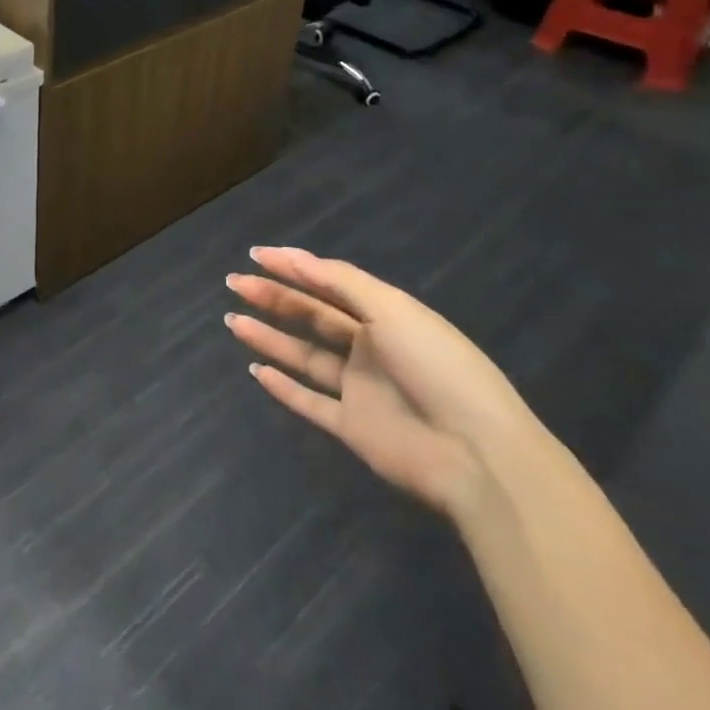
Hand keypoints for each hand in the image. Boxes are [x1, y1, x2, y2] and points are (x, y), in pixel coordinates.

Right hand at [224, 247, 546, 518]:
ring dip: (270, 338)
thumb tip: (294, 256)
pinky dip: (284, 388)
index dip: (293, 268)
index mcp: (385, 317)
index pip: (329, 285)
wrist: (477, 454)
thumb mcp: (392, 310)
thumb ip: (341, 282)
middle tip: (235, 284)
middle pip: (312, 317)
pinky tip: (256, 370)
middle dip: (274, 298)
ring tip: (233, 321)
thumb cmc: (437, 366)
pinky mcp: (353, 428)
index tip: (255, 255)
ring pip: (305, 357)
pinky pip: (310, 403)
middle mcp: (370, 349)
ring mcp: (360, 390)